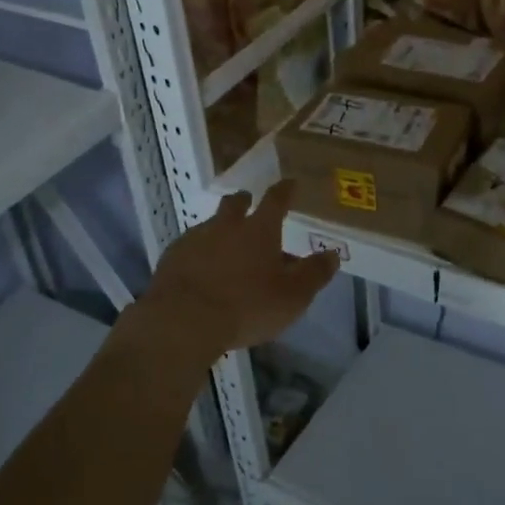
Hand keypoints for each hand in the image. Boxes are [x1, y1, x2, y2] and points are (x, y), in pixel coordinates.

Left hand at [143, 179, 340, 357]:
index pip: (276, 200)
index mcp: (259, 230)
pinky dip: (200, 254)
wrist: (183, 321)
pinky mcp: (171, 258)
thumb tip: (332, 255)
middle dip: (244, 201)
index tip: (290, 183)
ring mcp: (195, 239)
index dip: (285, 190)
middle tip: (249, 203)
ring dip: (220, 231)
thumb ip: (314, 274)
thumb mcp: (293, 296)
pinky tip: (202, 272)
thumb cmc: (247, 306)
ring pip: (211, 226)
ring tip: (226, 249)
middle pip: (235, 204)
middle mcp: (226, 226)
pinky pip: (190, 248)